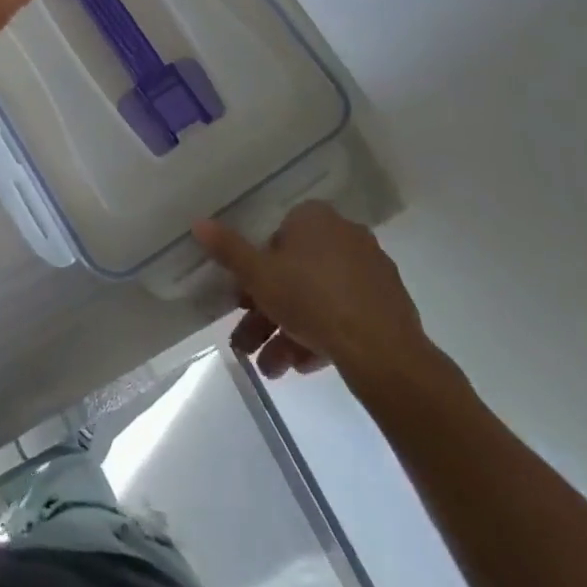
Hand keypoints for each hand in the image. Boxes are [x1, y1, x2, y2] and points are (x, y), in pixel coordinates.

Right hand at [193, 202, 435, 387]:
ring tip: (271, 369)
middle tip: (248, 342)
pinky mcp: (389, 306)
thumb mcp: (258, 276)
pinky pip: (344, 315)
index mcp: (313, 218)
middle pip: (294, 272)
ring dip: (288, 331)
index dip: (256, 270)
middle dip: (268, 311)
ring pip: (318, 298)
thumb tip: (198, 222)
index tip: (243, 299)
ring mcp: (370, 271)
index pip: (275, 237)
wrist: (384, 354)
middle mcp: (345, 235)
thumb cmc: (311, 300)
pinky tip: (302, 367)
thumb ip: (228, 249)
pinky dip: (321, 336)